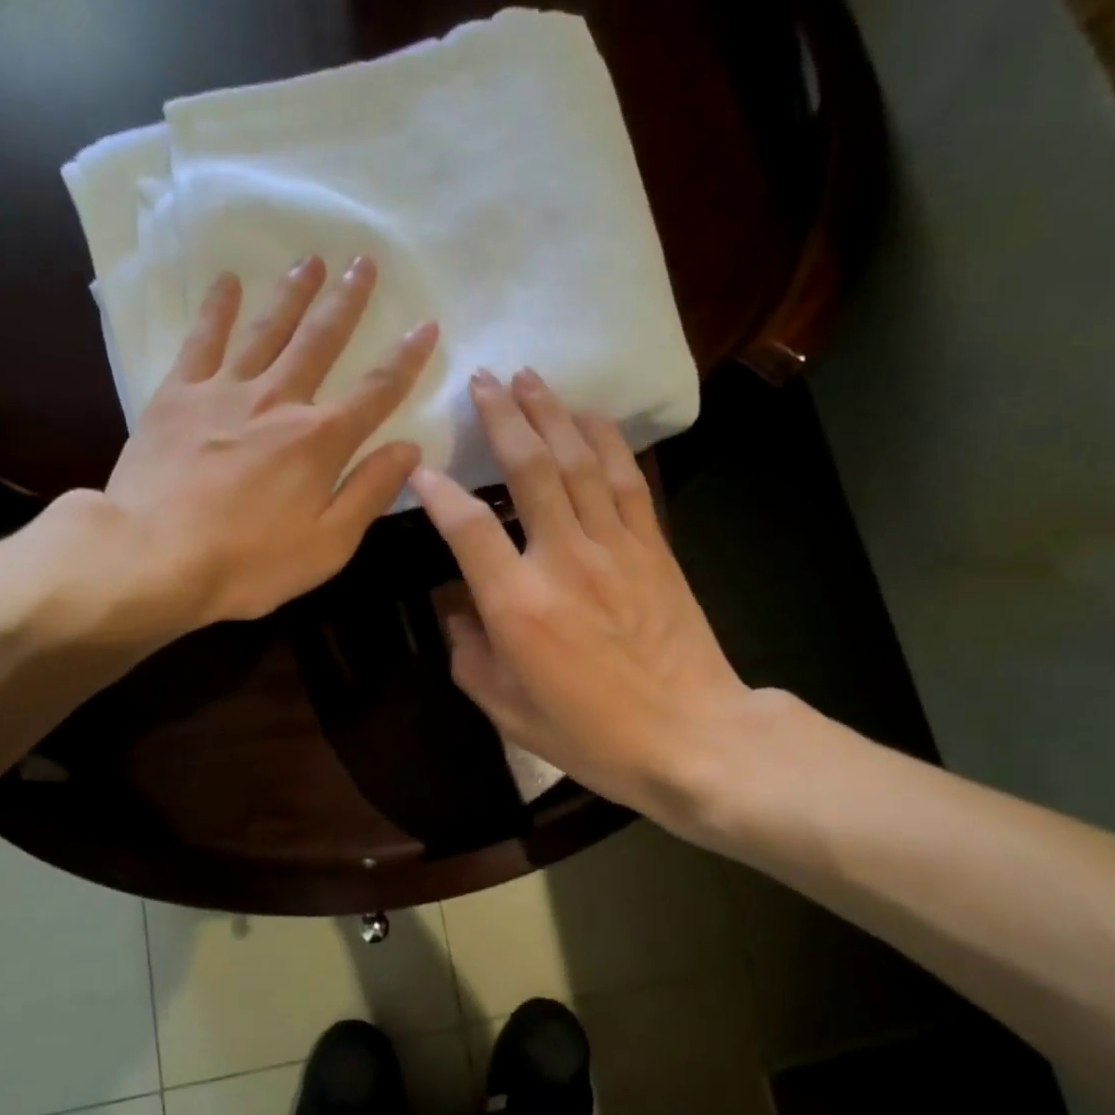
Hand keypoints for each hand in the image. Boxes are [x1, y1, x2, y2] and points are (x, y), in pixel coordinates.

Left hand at [11, 254, 434, 659]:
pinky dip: (217, 309)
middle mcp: (278, 402)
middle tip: (365, 261)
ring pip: (267, 329)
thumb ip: (369, 492)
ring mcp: (224, 392)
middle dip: (348, 301)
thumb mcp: (327, 545)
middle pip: (321, 341)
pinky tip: (229, 283)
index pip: (376, 390)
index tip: (426, 323)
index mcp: (320, 440)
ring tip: (311, 260)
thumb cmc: (248, 563)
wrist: (152, 558)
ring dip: (293, 293)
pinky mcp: (177, 396)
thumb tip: (409, 449)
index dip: (406, 357)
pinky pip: (202, 341)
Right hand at [410, 369, 767, 820]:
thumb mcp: (508, 711)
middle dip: (502, 418)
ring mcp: (615, 547)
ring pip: (579, 461)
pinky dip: (606, 441)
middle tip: (483, 380)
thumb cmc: (592, 735)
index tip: (422, 468)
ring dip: (552, 413)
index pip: (467, 528)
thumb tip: (457, 612)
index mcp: (518, 604)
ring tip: (530, 378)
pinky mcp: (654, 546)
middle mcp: (563, 559)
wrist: (692, 736)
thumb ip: (470, 656)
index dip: (438, 492)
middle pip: (529, 469)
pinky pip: (626, 480)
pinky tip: (590, 417)